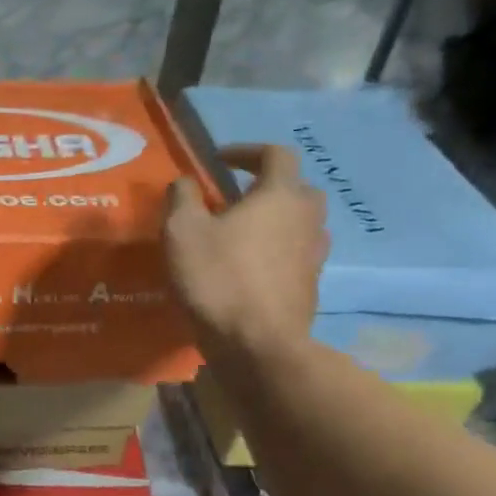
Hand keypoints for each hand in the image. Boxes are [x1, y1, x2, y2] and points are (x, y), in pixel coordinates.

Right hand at [164, 145, 327, 363]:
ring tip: (240, 234)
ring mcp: (314, 254)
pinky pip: (294, 254)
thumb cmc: (218, 278)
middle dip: (265, 186)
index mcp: (280, 195)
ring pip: (298, 223)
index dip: (247, 152)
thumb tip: (186, 181)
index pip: (276, 154)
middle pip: (295, 188)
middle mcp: (307, 218)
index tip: (220, 160)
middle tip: (233, 198)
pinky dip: (274, 251)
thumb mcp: (182, 231)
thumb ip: (182, 197)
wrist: (257, 344)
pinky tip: (247, 267)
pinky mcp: (310, 285)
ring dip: (273, 220)